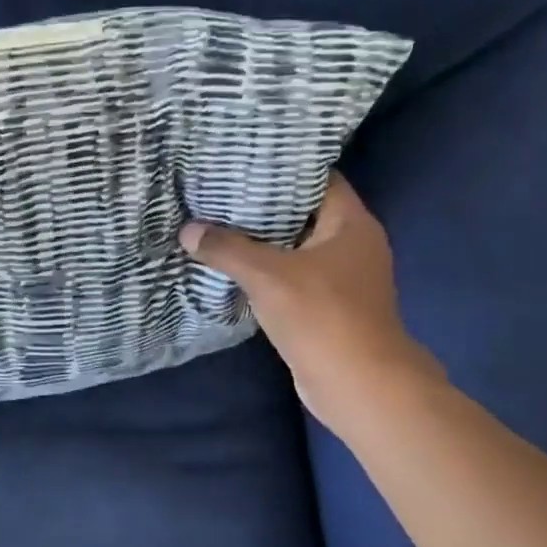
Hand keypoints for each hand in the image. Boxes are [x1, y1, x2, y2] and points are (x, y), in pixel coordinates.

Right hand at [180, 174, 440, 425]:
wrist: (358, 384)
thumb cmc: (322, 316)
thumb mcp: (267, 276)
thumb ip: (226, 248)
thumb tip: (187, 230)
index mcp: (352, 223)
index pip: (317, 178)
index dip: (281, 168)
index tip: (242, 161)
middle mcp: (352, 244)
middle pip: (302, 212)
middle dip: (262, 204)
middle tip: (219, 191)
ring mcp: (342, 276)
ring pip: (295, 246)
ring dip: (261, 239)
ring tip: (217, 222)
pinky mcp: (328, 304)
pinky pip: (292, 274)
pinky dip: (266, 268)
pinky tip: (232, 264)